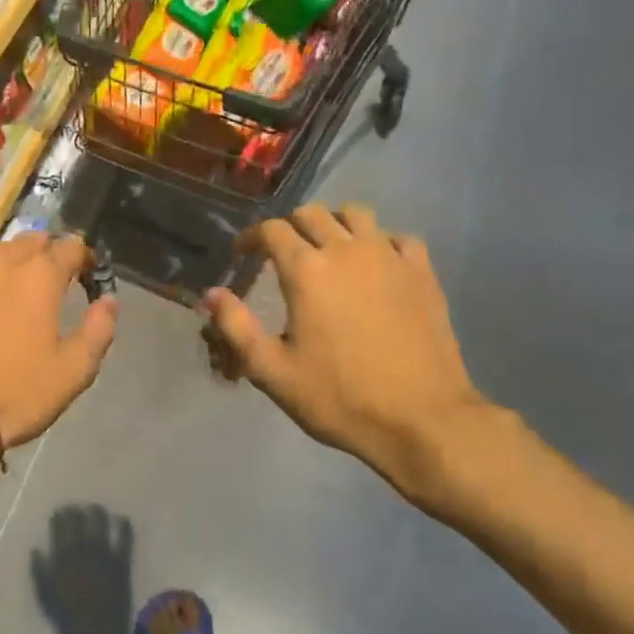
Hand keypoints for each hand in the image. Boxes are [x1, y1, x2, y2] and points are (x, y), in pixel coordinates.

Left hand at [0, 233, 117, 465]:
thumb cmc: (18, 392)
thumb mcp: (74, 370)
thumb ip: (98, 329)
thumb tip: (109, 301)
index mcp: (39, 274)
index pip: (71, 246)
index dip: (83, 259)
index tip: (86, 277)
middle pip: (29, 241)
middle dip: (44, 256)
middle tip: (48, 286)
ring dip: (5, 266)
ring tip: (8, 294)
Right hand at [203, 203, 489, 506]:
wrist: (421, 420)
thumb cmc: (339, 397)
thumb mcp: (272, 371)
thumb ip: (235, 327)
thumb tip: (211, 294)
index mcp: (306, 270)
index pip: (272, 230)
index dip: (252, 237)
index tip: (243, 254)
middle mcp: (346, 251)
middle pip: (312, 214)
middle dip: (289, 226)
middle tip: (281, 251)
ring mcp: (390, 258)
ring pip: (357, 215)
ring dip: (335, 223)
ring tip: (328, 248)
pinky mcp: (423, 274)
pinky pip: (400, 238)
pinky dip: (382, 242)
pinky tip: (377, 265)